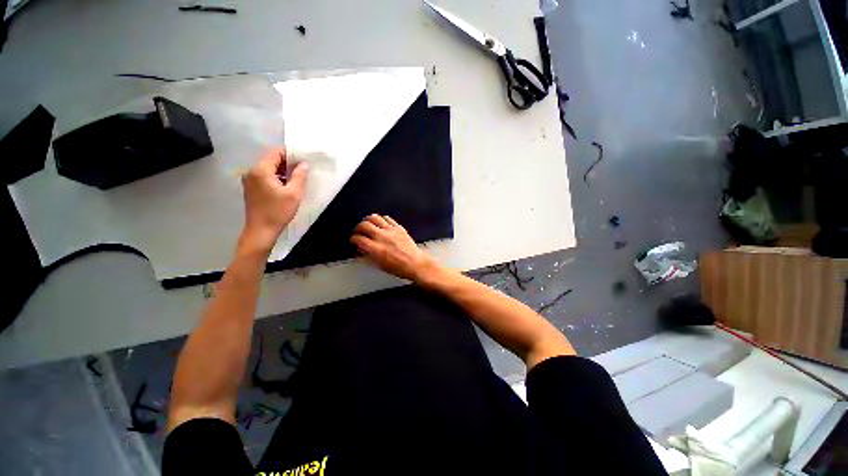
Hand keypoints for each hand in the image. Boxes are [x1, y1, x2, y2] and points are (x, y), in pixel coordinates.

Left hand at [239, 148, 307, 254]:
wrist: (261, 231)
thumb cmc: (278, 211)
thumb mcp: (294, 194)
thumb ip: (299, 176)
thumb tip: (304, 164)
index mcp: (261, 170)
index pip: (276, 152)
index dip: (290, 154)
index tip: (303, 162)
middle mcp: (252, 171)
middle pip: (271, 160)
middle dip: (287, 164)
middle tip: (303, 172)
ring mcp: (249, 180)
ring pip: (269, 169)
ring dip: (283, 172)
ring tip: (296, 181)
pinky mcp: (251, 188)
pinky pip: (265, 177)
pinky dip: (276, 179)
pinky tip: (286, 188)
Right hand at [351, 214, 439, 281]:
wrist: (415, 263)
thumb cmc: (398, 268)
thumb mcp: (379, 265)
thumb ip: (368, 256)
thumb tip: (361, 250)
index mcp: (375, 249)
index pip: (358, 238)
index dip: (353, 239)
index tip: (354, 240)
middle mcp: (381, 237)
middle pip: (364, 225)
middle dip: (358, 228)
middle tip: (358, 231)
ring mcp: (390, 230)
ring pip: (374, 218)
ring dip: (368, 220)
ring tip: (368, 224)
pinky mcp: (398, 227)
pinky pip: (387, 218)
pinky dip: (381, 219)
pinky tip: (381, 223)